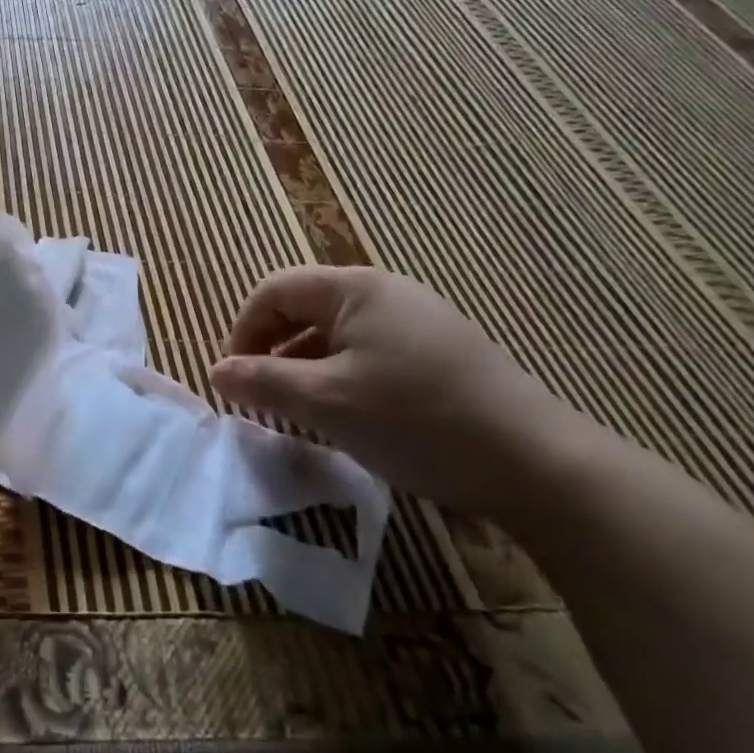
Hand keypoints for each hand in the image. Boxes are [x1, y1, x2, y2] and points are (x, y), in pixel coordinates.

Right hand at [209, 266, 597, 518]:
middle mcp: (386, 292)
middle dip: (274, 351)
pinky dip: (344, 378)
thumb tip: (216, 371)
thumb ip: (263, 381)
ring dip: (307, 368)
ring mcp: (420, 321)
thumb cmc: (416, 420)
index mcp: (355, 288)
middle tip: (263, 398)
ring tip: (302, 414)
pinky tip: (352, 418)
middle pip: (305, 309)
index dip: (243, 330)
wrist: (537, 464)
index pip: (274, 290)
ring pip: (338, 335)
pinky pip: (372, 353)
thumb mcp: (326, 402)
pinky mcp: (443, 354)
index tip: (234, 379)